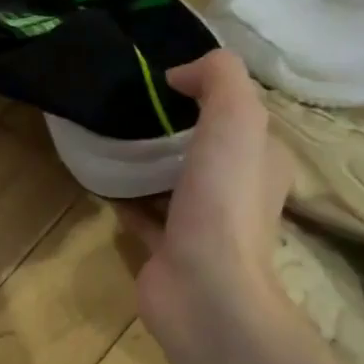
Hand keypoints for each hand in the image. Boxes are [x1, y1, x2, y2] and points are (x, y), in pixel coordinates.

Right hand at [118, 50, 294, 349]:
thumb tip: (181, 74)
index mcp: (261, 160)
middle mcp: (236, 191)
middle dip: (172, 128)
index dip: (209, 93)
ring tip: (111, 137)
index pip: (240, 116)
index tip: (165, 80)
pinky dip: (126, 198)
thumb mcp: (236, 118)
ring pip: (173, 182)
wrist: (204, 288)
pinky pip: (145, 215)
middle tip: (130, 104)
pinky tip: (102, 180)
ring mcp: (201, 224)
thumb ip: (218, 79)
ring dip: (148, 163)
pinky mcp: (168, 249)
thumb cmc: (224, 200)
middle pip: (204, 148)